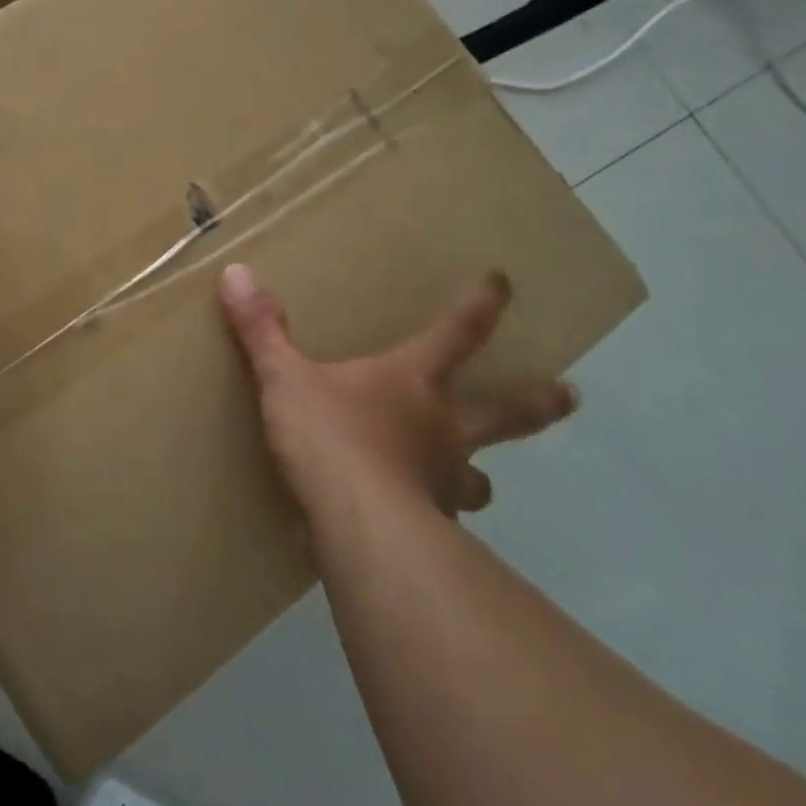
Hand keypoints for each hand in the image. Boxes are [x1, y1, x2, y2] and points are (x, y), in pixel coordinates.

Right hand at [218, 264, 576, 519]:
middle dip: (535, 401)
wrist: (357, 523)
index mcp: (413, 382)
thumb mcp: (284, 377)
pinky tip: (420, 532)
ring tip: (476, 484)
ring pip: (477, 478)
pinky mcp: (430, 528)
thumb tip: (236, 273)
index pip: (456, 332)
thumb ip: (261, 329)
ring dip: (478, 476)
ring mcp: (443, 481)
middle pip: (503, 411)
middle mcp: (443, 427)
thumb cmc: (329, 437)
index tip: (505, 282)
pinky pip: (440, 522)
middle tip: (568, 395)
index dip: (480, 305)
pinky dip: (435, 522)